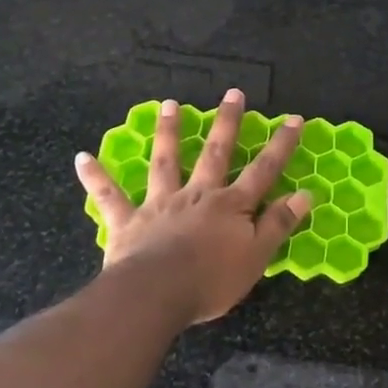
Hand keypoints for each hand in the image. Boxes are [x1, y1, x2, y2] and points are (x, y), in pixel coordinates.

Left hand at [76, 91, 312, 324]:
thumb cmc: (211, 280)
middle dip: (227, 123)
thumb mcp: (257, 257)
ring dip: (167, 132)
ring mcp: (160, 205)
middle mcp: (197, 195)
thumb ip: (278, 224)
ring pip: (165, 162)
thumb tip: (304, 194)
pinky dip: (96, 177)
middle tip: (233, 93)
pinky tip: (82, 158)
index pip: (263, 171)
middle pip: (215, 153)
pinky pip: (109, 197)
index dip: (280, 145)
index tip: (293, 119)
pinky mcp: (128, 222)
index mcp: (230, 206)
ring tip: (169, 104)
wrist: (156, 294)